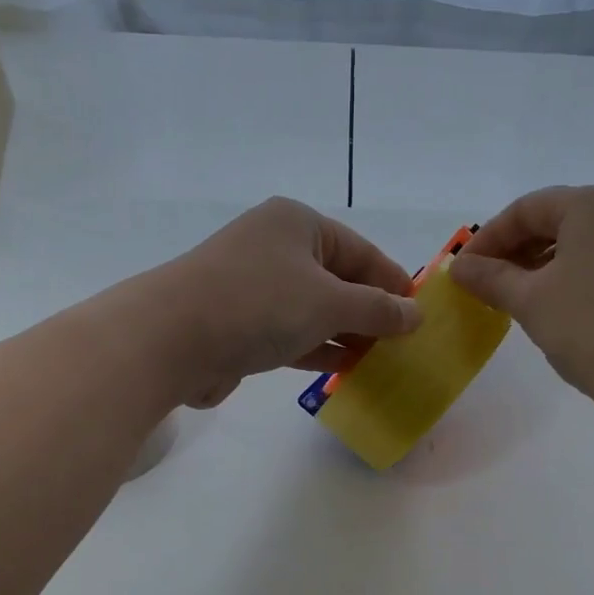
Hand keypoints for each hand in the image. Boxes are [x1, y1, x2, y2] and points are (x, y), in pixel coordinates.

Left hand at [148, 197, 421, 407]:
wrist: (172, 339)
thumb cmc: (259, 304)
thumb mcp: (329, 303)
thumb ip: (376, 310)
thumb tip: (416, 316)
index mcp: (298, 225)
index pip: (361, 251)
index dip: (393, 283)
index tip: (421, 315)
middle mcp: (275, 249)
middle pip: (338, 280)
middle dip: (370, 313)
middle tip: (405, 345)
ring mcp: (254, 288)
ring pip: (314, 311)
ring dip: (346, 335)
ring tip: (383, 361)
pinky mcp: (240, 325)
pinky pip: (291, 334)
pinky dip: (318, 349)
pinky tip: (346, 369)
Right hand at [449, 183, 593, 430]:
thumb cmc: (591, 326)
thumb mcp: (530, 300)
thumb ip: (490, 278)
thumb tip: (457, 268)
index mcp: (591, 204)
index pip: (525, 209)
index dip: (486, 240)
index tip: (460, 274)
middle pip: (548, 221)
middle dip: (509, 253)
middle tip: (478, 287)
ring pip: (568, 245)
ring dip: (531, 268)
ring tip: (504, 299)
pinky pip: (587, 264)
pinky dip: (557, 279)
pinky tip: (539, 306)